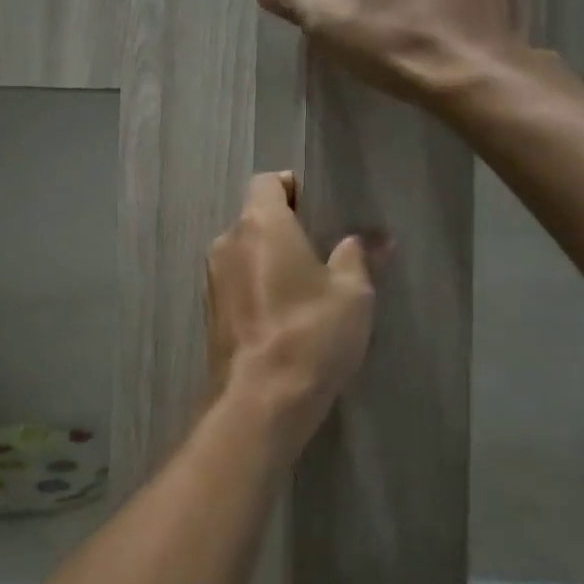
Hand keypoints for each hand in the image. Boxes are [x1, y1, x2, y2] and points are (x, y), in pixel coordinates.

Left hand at [205, 172, 378, 453]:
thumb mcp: (353, 293)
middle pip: (255, 217)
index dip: (293, 187)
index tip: (319, 208)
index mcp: (260, 224)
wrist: (260, 401)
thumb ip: (358, 256)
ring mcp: (213, 278)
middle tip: (323, 247)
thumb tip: (373, 238)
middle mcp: (228, 242)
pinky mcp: (210, 312)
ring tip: (307, 283)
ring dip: (271, 258)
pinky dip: (258, 284)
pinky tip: (285, 311)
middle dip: (286, 226)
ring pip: (245, 251)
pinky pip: (237, 281)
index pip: (267, 182)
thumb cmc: (311, 333)